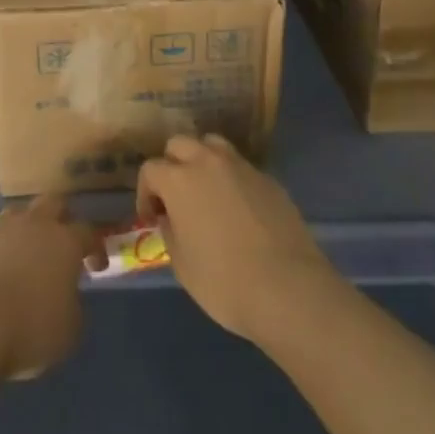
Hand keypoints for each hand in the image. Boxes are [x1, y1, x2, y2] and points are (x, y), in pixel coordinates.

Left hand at [0, 194, 95, 380]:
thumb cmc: (29, 328)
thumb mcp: (68, 329)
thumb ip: (72, 305)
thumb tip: (64, 297)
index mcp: (64, 241)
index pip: (88, 231)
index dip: (96, 247)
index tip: (96, 267)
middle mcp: (33, 226)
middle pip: (53, 203)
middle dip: (62, 218)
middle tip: (63, 243)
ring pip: (18, 215)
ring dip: (26, 229)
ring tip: (26, 256)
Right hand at [136, 134, 338, 342]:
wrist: (289, 289)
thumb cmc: (224, 282)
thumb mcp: (181, 265)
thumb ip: (171, 232)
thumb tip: (172, 218)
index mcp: (179, 180)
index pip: (150, 169)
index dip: (146, 192)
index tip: (152, 217)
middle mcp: (208, 162)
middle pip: (180, 144)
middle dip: (172, 165)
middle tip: (176, 197)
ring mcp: (242, 167)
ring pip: (213, 145)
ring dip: (202, 161)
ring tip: (207, 192)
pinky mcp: (269, 180)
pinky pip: (242, 168)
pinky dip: (232, 180)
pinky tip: (239, 209)